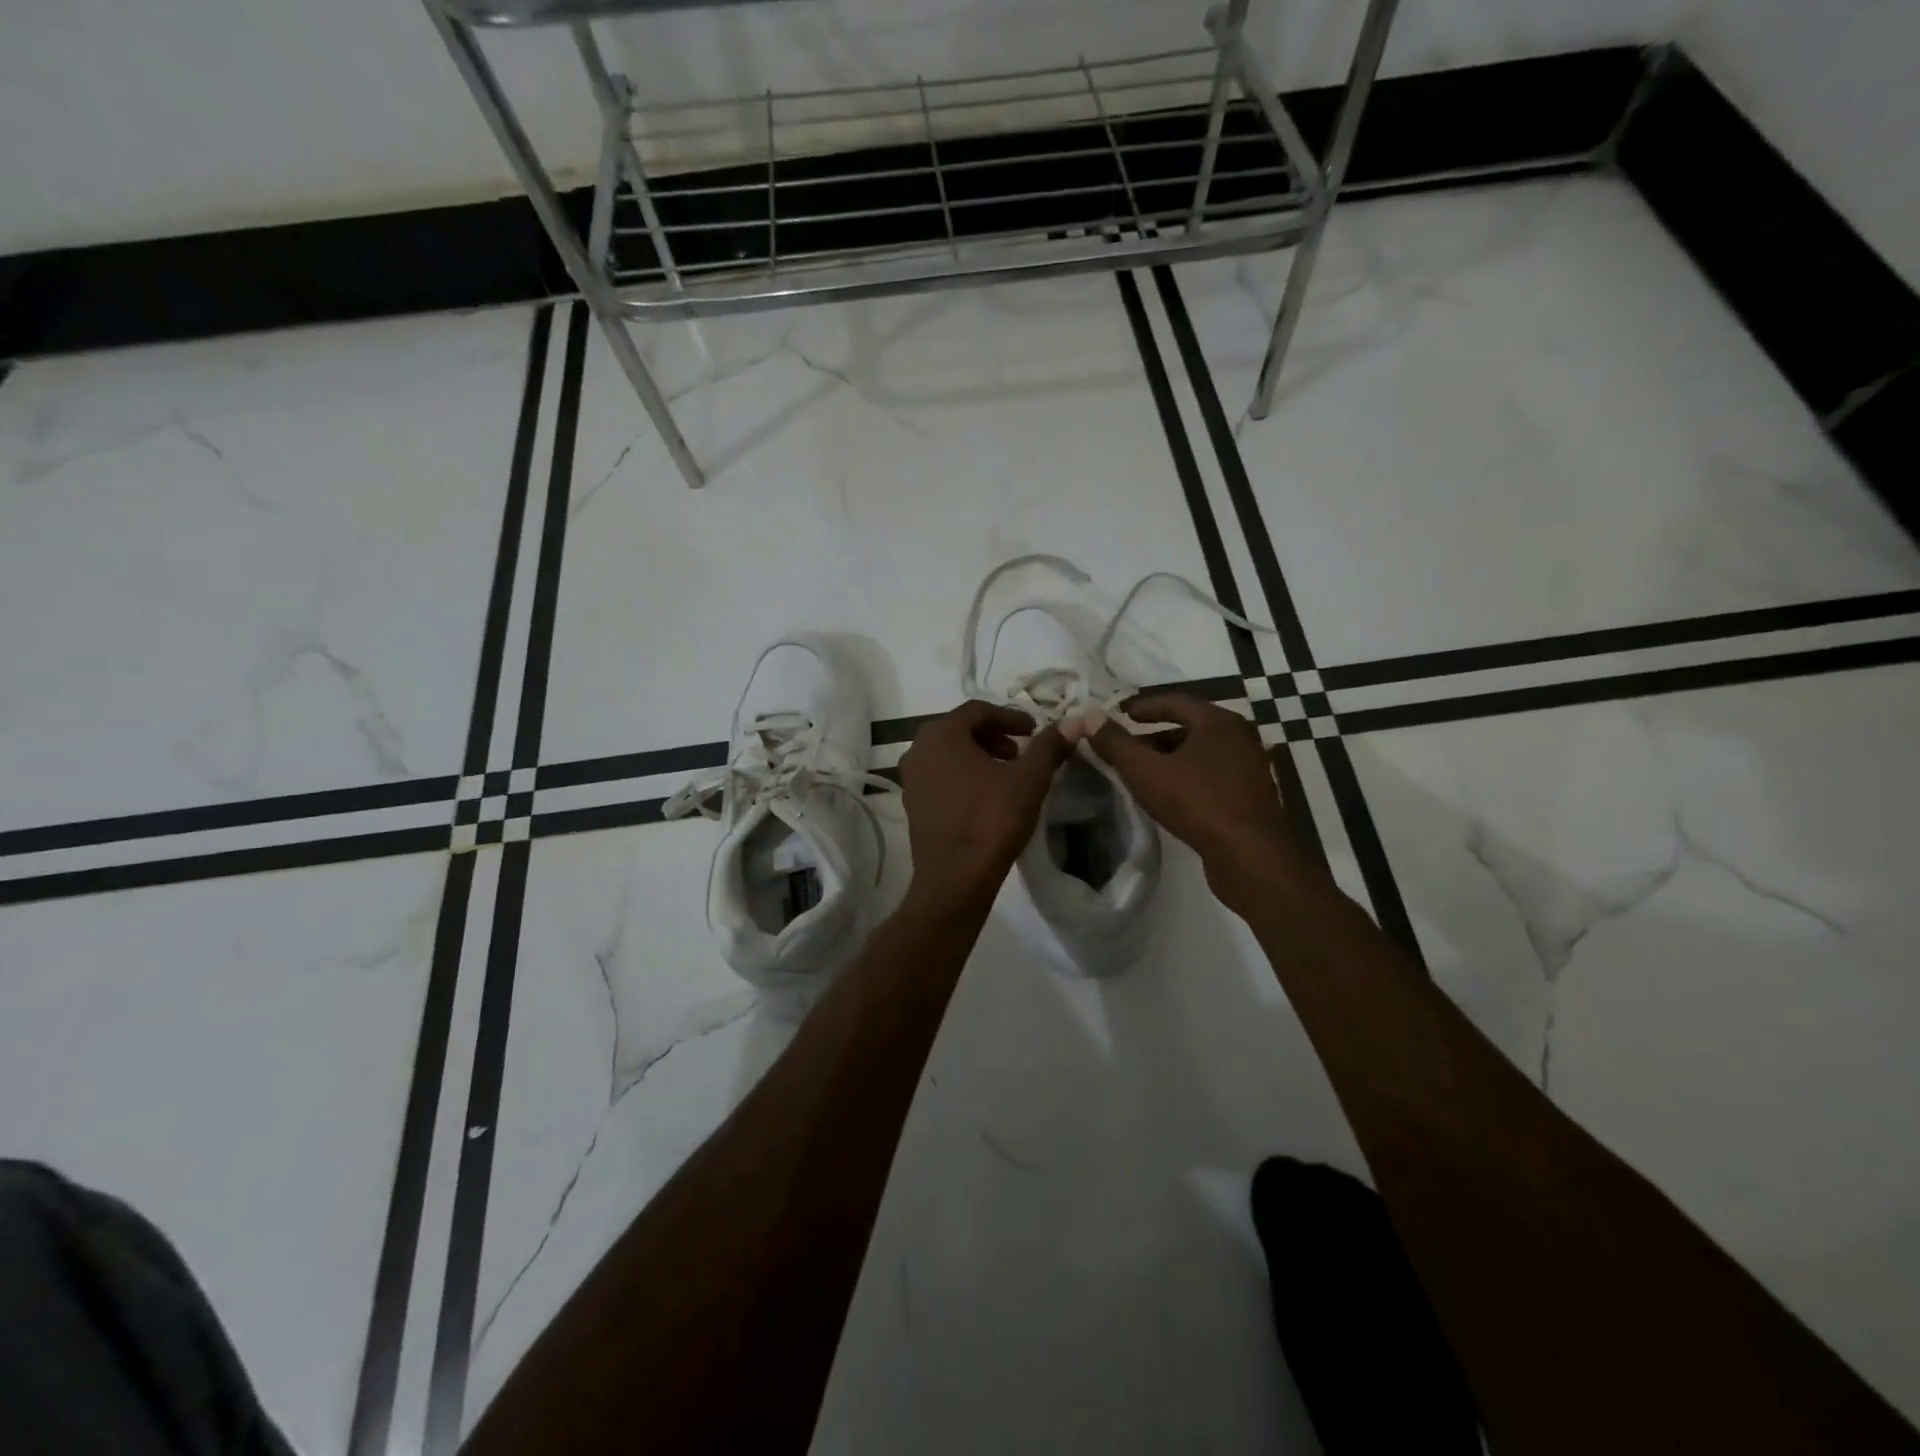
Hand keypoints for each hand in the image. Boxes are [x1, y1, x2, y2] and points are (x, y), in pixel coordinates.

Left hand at [899, 701, 1073, 904]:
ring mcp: (910, 778)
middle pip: (960, 729)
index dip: (1010, 717)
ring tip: (1008, 774)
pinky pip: (940, 776)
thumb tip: (1073, 722)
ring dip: (980, 756)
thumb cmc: (991, 820)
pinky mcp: (912, 804)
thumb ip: (1049, 746)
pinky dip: (964, 775)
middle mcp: (918, 749)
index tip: (1034, 731)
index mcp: (941, 734)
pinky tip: (986, 796)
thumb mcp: (1029, 779)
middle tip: (1021, 752)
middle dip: (994, 736)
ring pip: (949, 753)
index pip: (978, 710)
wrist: (955, 879)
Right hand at [1086, 694, 1316, 912]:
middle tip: (1126, 746)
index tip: (1119, 714)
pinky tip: (1169, 794)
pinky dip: (1187, 776)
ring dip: (1171, 758)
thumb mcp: (1146, 771)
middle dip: (1154, 735)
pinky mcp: (1251, 795)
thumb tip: (1089, 717)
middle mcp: (1238, 737)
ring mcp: (1248, 767)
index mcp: (1218, 721)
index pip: (1175, 701)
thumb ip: (1116, 743)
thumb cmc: (1197, 802)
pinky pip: (1212, 774)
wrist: (1251, 855)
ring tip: (1142, 772)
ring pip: (1201, 753)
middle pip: (1189, 726)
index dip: (1143, 707)